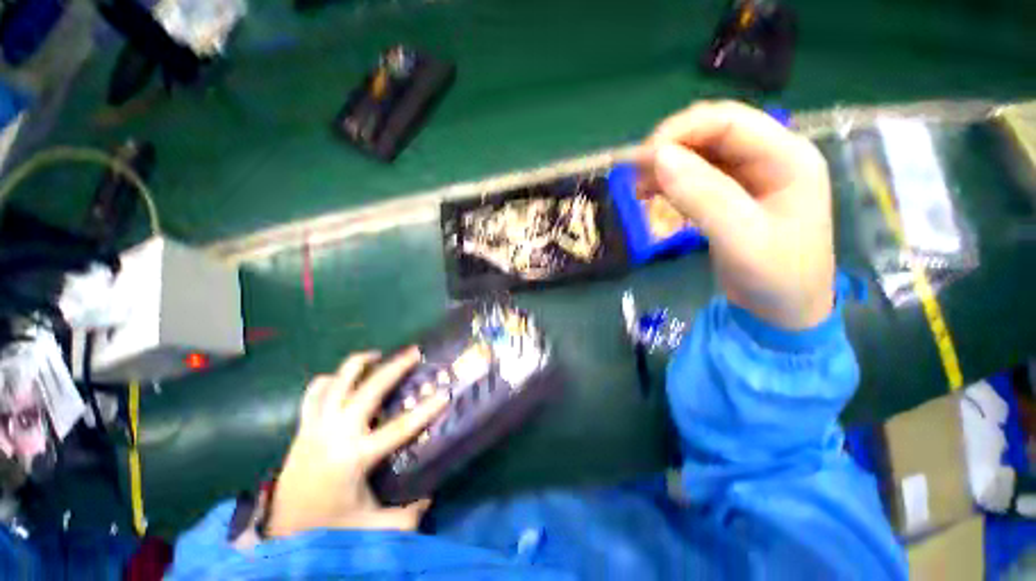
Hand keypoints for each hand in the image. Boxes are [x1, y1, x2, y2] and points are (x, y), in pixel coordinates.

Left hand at [266, 347, 448, 536]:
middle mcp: (335, 433)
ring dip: (359, 363)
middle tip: (414, 353)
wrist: (281, 531)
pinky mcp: (303, 426)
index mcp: (355, 456)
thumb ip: (407, 514)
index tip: (445, 394)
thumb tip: (432, 494)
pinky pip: (315, 392)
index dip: (426, 410)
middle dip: (394, 367)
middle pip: (369, 389)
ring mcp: (316, 426)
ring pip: (337, 381)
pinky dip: (330, 379)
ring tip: (377, 355)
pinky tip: (343, 378)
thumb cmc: (328, 527)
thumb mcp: (373, 526)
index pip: (399, 427)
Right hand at [640, 101, 834, 329]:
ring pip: (700, 153)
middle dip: (670, 148)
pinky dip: (670, 182)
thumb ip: (703, 195)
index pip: (729, 120)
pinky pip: (695, 177)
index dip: (681, 131)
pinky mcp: (730, 195)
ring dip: (666, 166)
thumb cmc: (776, 277)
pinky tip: (652, 196)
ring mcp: (749, 176)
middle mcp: (769, 157)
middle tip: (634, 176)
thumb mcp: (740, 238)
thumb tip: (659, 158)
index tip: (642, 160)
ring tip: (638, 190)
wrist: (784, 311)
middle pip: (712, 132)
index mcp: (787, 157)